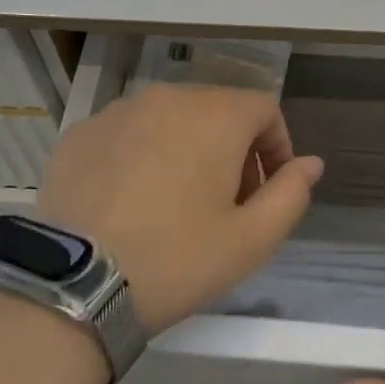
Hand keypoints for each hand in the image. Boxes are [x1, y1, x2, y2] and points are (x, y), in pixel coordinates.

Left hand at [35, 84, 324, 334]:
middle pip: (216, 108)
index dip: (276, 146)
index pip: (264, 108)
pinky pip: (128, 132)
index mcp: (214, 115)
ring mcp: (117, 112)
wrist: (74, 286)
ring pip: (169, 118)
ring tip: (176, 202)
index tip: (267, 190)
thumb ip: (291, 194)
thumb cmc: (176, 260)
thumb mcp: (250, 241)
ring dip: (186, 147)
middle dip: (233, 147)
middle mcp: (166, 97)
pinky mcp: (80, 133)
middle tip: (226, 202)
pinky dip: (141, 153)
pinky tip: (131, 200)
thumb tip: (310, 163)